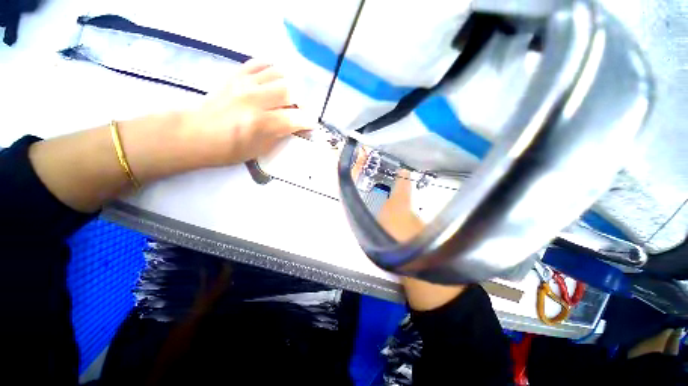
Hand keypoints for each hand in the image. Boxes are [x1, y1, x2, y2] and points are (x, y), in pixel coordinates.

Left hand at [180, 60, 307, 166]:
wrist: (196, 133)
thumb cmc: (230, 148)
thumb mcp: (260, 149)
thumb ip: (280, 134)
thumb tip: (296, 125)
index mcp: (260, 123)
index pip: (294, 118)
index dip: (308, 121)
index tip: (311, 124)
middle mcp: (254, 100)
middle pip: (289, 90)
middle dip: (301, 101)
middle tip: (300, 110)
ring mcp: (244, 84)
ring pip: (278, 74)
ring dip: (289, 85)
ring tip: (288, 97)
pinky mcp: (236, 75)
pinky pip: (260, 64)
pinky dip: (272, 71)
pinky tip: (274, 81)